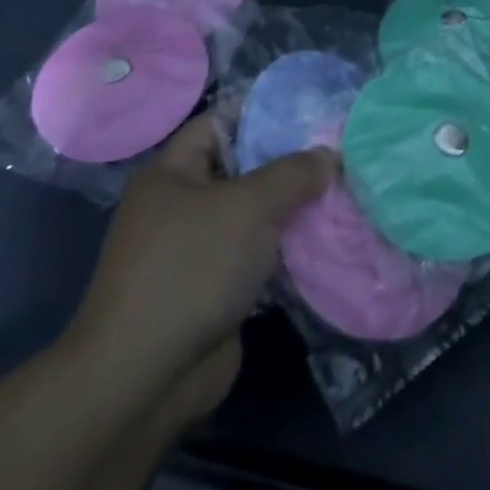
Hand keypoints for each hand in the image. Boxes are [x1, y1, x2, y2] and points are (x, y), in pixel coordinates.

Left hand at [66, 114, 334, 395]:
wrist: (145, 377)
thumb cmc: (191, 268)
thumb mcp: (249, 205)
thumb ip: (293, 173)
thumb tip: (329, 155)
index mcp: (173, 173)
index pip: (220, 123)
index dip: (263, 113)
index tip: (312, 112)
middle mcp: (181, 206)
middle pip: (243, 169)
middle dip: (289, 164)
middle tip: (339, 153)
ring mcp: (196, 251)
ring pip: (253, 216)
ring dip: (293, 210)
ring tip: (344, 192)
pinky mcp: (213, 291)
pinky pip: (257, 256)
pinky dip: (287, 250)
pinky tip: (327, 240)